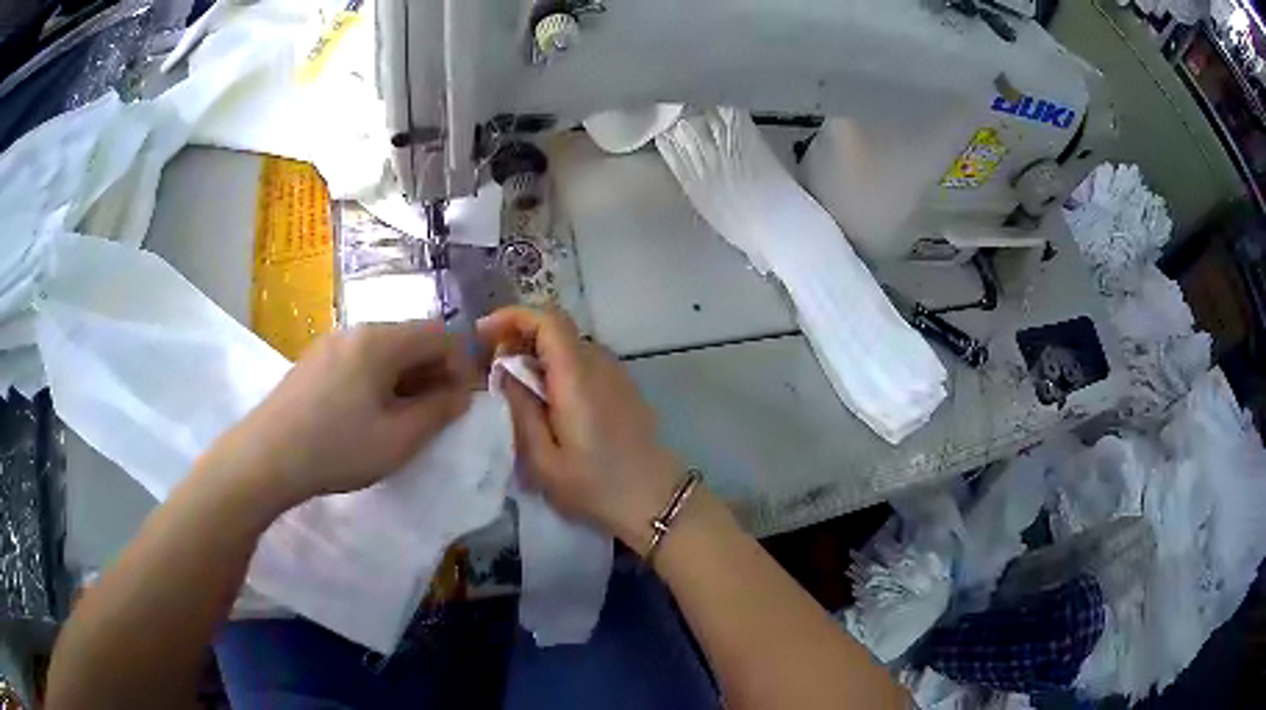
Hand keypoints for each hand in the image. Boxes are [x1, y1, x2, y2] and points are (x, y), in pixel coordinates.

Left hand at [211, 320, 473, 507]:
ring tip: (401, 420)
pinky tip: (366, 416)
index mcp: (380, 340)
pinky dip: (377, 381)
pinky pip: (359, 360)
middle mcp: (355, 330)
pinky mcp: (313, 361)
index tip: (461, 403)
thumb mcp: (398, 439)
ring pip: (384, 351)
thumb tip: (463, 394)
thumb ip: (438, 412)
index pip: (439, 334)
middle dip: (432, 373)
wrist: (265, 458)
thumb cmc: (337, 449)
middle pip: (410, 339)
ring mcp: (330, 343)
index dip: (460, 365)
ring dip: (405, 379)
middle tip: (435, 417)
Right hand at [478, 307, 681, 553]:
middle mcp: (599, 362)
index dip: (512, 316)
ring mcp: (615, 372)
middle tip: (489, 366)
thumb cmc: (594, 485)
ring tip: (511, 385)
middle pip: (556, 328)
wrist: (655, 499)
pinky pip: (583, 362)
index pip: (547, 318)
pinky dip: (556, 367)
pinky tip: (545, 399)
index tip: (482, 335)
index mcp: (577, 375)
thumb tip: (503, 370)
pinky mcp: (622, 386)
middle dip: (518, 336)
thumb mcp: (542, 459)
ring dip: (536, 353)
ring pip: (568, 345)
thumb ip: (519, 408)